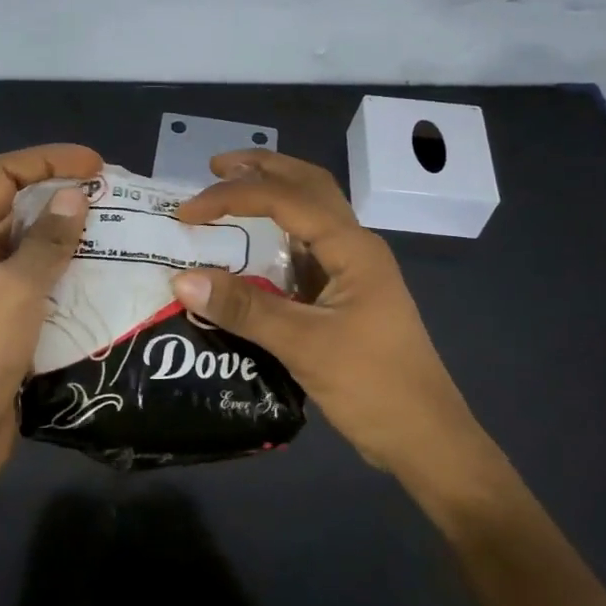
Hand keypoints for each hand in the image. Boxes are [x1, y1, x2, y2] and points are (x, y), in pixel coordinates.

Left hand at [0, 144, 101, 481]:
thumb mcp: (14, 291)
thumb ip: (47, 243)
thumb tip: (75, 196)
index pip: (3, 175)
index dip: (47, 159)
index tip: (96, 165)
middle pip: (21, 206)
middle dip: (66, 195)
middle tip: (116, 200)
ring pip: (37, 247)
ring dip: (74, 237)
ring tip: (122, 236)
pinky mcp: (11, 322)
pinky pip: (45, 284)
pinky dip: (73, 275)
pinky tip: (108, 281)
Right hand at [171, 150, 480, 478]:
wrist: (425, 439)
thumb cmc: (373, 387)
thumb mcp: (304, 346)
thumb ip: (244, 309)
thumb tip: (180, 280)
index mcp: (354, 248)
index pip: (287, 199)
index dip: (233, 197)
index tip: (187, 213)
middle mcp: (355, 247)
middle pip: (309, 186)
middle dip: (262, 169)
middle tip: (214, 166)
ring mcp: (352, 271)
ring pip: (310, 214)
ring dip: (272, 195)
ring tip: (228, 192)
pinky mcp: (344, 295)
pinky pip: (305, 250)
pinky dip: (275, 236)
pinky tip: (249, 248)